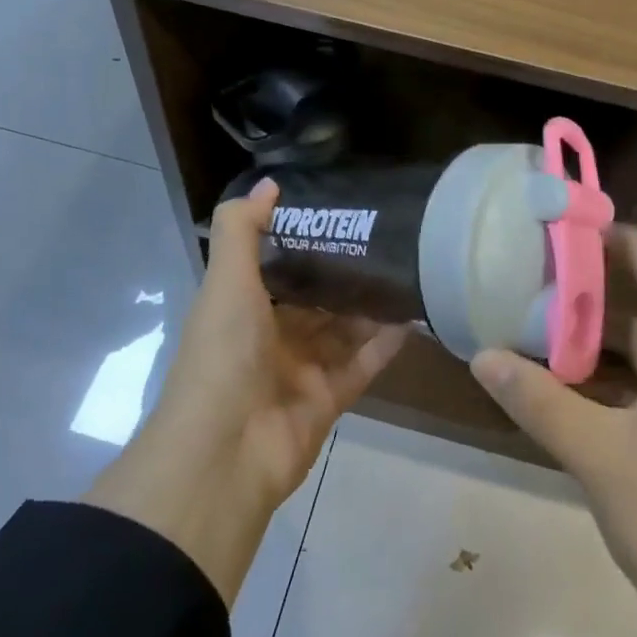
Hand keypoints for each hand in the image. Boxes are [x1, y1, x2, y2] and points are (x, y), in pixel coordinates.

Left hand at [84, 179, 406, 601]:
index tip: (341, 214)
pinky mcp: (329, 400)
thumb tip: (270, 183)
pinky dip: (385, 344)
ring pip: (342, 331)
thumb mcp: (226, 282)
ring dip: (370, 306)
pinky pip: (363, 365)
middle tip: (387, 239)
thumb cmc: (222, 355)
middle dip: (345, 273)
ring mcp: (301, 372)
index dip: (304, 242)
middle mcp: (269, 338)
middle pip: (314, 300)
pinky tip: (414, 316)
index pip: (276, 268)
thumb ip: (242, 230)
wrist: (225, 453)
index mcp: (240, 309)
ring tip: (408, 270)